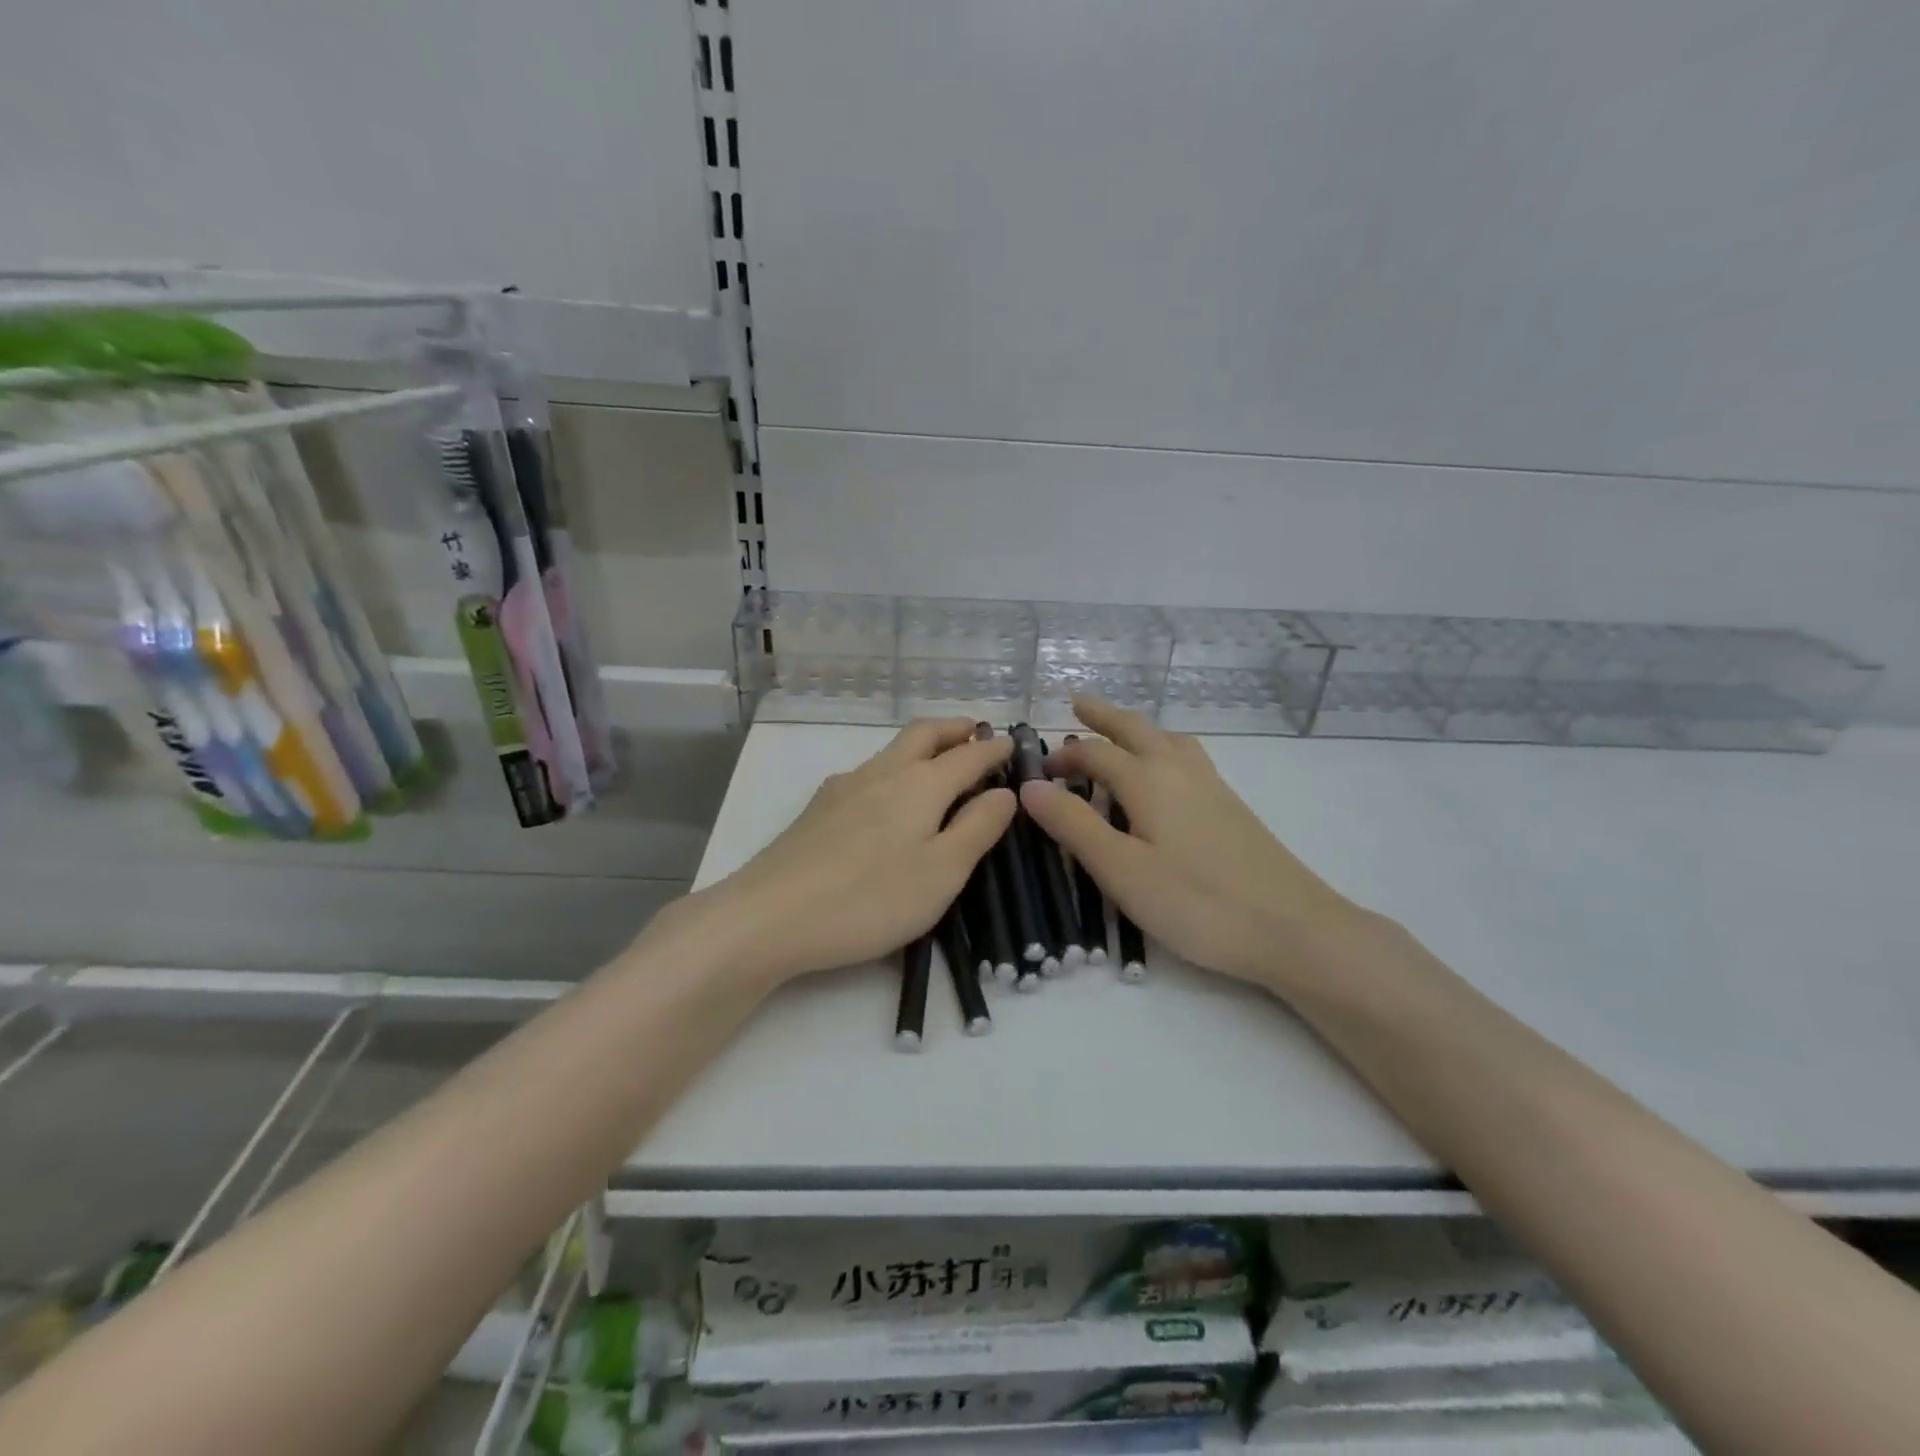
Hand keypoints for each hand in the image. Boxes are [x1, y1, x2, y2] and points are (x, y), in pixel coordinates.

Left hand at [674, 720, 1015, 990]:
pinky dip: (895, 770)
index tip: (1013, 744)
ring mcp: (845, 787)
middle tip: (977, 733)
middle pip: (923, 733)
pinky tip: (889, 799)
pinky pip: (869, 773)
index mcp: (921, 784)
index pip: (968, 754)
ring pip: (892, 751)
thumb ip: (978, 828)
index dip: (994, 749)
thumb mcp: (942, 872)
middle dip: (954, 728)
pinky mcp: (819, 808)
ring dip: (924, 746)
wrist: (770, 916)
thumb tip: (1004, 792)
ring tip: (941, 764)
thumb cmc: (871, 898)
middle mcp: (882, 772)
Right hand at [1019, 695, 1370, 989]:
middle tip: (1078, 704)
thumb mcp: (1121, 869)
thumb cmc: (1196, 902)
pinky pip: (1187, 758)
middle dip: (1103, 716)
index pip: (1095, 754)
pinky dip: (1164, 749)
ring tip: (1121, 734)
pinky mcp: (1232, 807)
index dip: (1063, 759)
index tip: (1038, 774)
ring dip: (1138, 729)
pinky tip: (1167, 777)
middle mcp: (1179, 770)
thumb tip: (1029, 786)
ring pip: (1168, 740)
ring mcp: (1212, 786)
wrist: (1292, 928)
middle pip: (1136, 729)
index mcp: (1148, 780)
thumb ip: (1073, 825)